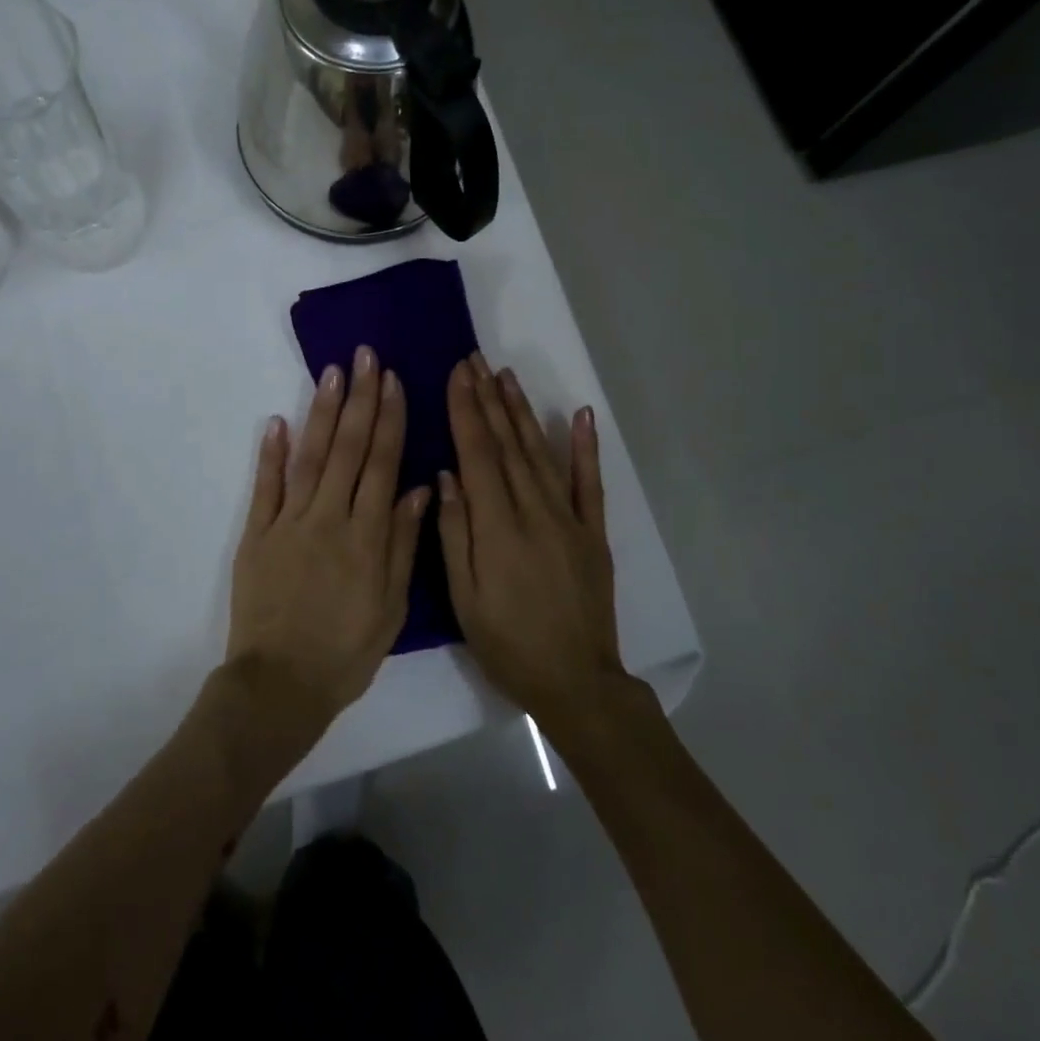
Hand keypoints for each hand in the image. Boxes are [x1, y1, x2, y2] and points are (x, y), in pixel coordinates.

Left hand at [227, 346, 431, 736]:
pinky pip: (265, 487)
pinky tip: (278, 421)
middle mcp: (329, 518)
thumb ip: (404, 544)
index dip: (389, 419)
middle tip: (364, 356)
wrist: (279, 685)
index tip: (392, 381)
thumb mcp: (391, 607)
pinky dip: (270, 453)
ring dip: (322, 412)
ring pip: (310, 457)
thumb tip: (419, 488)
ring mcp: (288, 523)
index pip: (382, 464)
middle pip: (348, 448)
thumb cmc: (345, 652)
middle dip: (359, 398)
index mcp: (367, 537)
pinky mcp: (256, 535)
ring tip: (332, 373)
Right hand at [437, 354, 626, 736]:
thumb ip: (453, 532)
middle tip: (475, 360)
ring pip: (540, 453)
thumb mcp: (464, 597)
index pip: (477, 454)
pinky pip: (589, 483)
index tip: (457, 374)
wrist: (576, 680)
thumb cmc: (507, 642)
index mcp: (497, 526)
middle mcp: (534, 510)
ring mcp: (569, 519)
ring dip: (522, 411)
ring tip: (506, 375)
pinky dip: (585, 447)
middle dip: (488, 399)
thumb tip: (446, 474)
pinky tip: (579, 414)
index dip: (466, 410)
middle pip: (507, 444)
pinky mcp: (593, 532)